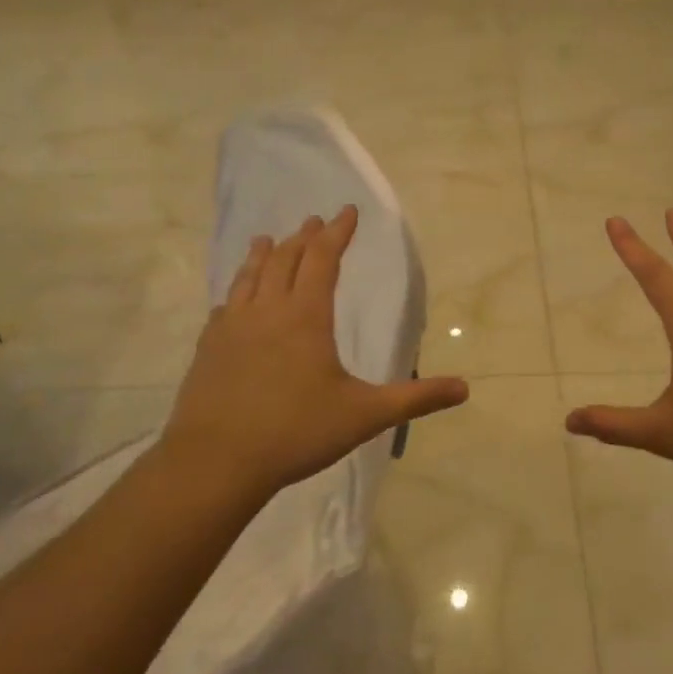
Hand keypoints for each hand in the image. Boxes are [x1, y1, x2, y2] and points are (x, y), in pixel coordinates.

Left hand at [156, 205, 468, 504]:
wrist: (216, 462)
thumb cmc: (296, 432)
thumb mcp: (365, 415)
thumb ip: (415, 399)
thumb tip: (464, 387)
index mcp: (306, 317)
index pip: (324, 259)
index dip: (337, 233)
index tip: (347, 211)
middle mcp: (267, 311)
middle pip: (285, 260)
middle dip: (304, 237)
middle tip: (314, 221)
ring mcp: (232, 328)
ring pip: (249, 277)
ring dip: (262, 254)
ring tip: (267, 239)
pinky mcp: (208, 349)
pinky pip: (225, 307)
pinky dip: (236, 291)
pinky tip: (233, 300)